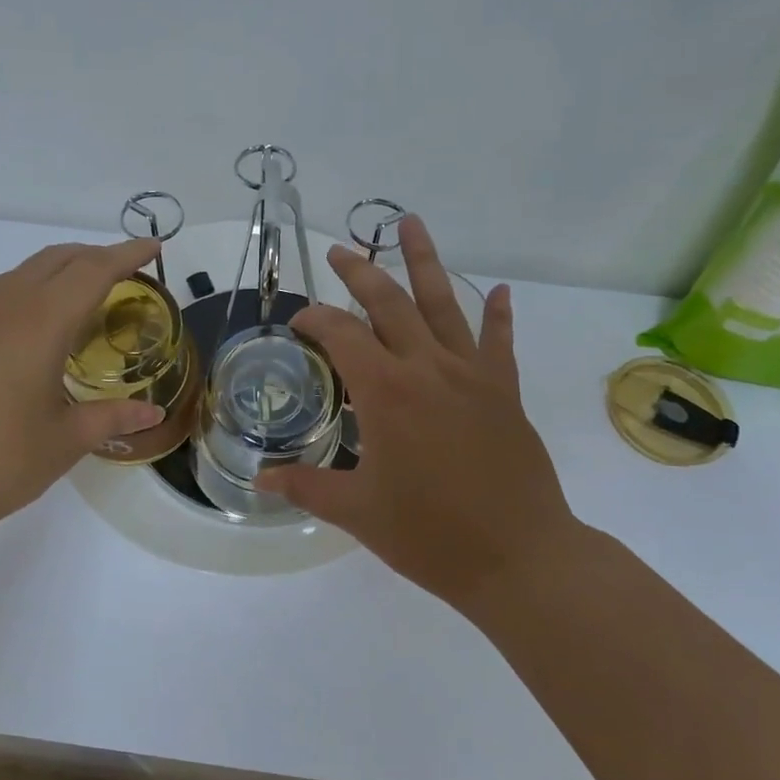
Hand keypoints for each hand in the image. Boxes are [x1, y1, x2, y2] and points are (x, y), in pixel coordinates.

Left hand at [0, 238, 166, 555]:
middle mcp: (1, 307)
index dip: (126, 254)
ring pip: (20, 274)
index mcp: (38, 323)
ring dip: (57, 274)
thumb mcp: (65, 441)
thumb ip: (112, 417)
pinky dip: (27, 296)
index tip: (153, 245)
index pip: (92, 271)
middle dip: (93, 256)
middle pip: (54, 260)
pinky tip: (31, 334)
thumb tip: (152, 413)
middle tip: (124, 274)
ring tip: (82, 301)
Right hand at [255, 216, 575, 616]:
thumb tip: (260, 480)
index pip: (341, 335)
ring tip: (410, 223)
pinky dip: (497, 314)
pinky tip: (497, 290)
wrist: (519, 557)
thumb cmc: (430, 535)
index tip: (298, 321)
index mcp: (386, 392)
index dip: (315, 320)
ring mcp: (471, 375)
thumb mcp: (357, 512)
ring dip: (424, 262)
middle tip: (339, 250)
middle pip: (389, 303)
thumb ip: (306, 487)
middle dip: (360, 272)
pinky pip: (498, 341)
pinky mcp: (503, 392)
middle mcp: (427, 369)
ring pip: (444, 304)